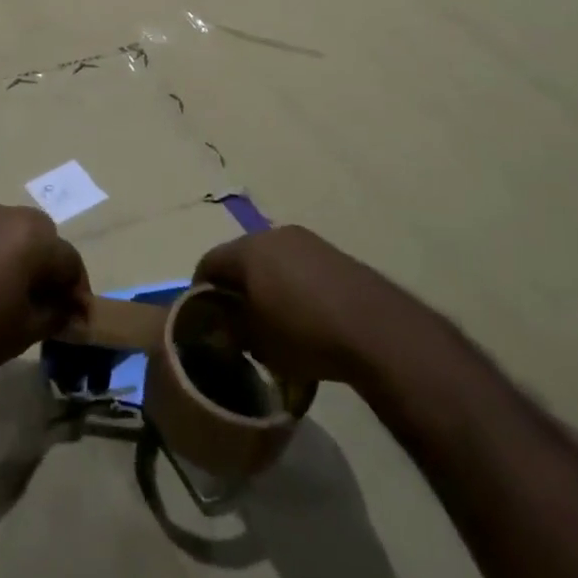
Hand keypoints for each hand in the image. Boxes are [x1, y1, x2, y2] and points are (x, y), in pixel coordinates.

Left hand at [0, 205, 88, 387]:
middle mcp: (6, 215)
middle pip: (42, 237)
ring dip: (18, 258)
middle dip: (49, 267)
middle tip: (44, 303)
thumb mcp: (24, 331)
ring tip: (9, 295)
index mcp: (32, 236)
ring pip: (10, 234)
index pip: (70, 260)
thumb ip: (55, 315)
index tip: (76, 318)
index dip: (78, 291)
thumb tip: (70, 309)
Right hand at [196, 226, 415, 383]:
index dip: (201, 290)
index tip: (202, 317)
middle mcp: (273, 234)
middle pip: (242, 257)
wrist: (376, 330)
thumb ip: (232, 330)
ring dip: (266, 284)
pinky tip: (303, 316)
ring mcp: (307, 241)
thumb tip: (221, 326)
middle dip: (235, 286)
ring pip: (272, 260)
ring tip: (271, 319)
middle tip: (235, 319)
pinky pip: (300, 267)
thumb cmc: (304, 334)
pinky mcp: (334, 254)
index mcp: (248, 250)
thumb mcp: (258, 342)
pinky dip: (292, 285)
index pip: (209, 263)